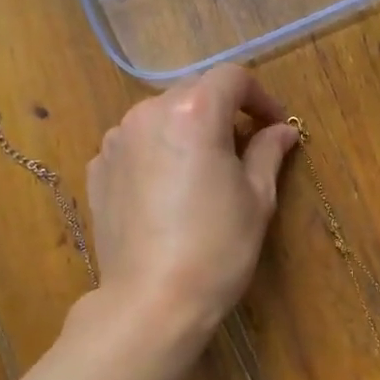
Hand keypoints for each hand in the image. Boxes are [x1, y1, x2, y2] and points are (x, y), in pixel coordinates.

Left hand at [84, 64, 299, 345]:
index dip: (260, 97)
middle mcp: (146, 113)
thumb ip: (268, 152)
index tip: (273, 126)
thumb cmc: (217, 248)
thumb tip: (281, 131)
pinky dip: (156, 154)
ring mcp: (115, 141)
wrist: (151, 301)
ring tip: (202, 174)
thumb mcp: (256, 199)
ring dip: (186, 132)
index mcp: (192, 112)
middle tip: (244, 152)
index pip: (231, 77)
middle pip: (193, 93)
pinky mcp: (98, 170)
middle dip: (222, 113)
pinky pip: (135, 146)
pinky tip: (167, 193)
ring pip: (160, 118)